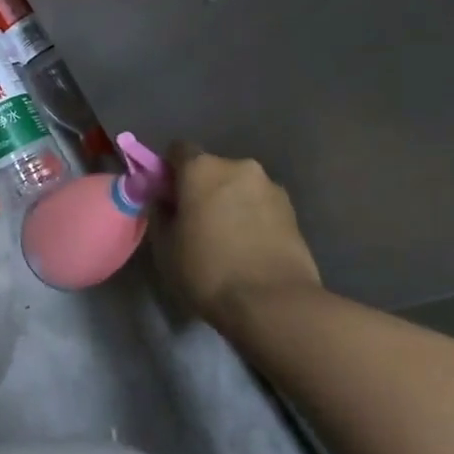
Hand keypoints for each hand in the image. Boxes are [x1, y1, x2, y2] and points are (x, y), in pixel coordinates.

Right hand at [150, 144, 322, 337]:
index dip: (169, 170)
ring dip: (230, 202)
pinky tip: (249, 247)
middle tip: (195, 222)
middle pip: (211, 169)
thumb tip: (164, 201)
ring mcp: (270, 186)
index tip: (166, 196)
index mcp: (201, 168)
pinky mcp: (293, 210)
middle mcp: (238, 166)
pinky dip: (252, 217)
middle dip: (202, 188)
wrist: (274, 303)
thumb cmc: (207, 271)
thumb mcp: (165, 248)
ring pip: (239, 187)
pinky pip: (261, 204)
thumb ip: (160, 214)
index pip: (178, 150)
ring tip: (227, 239)